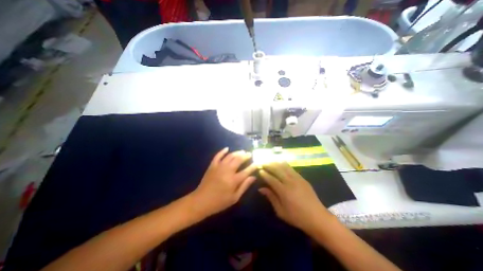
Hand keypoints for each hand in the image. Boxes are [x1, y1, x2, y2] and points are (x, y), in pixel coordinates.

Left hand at [189, 148, 257, 217]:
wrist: (201, 201)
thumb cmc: (219, 202)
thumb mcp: (234, 198)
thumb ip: (244, 186)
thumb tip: (253, 177)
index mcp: (234, 180)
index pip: (246, 171)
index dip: (253, 166)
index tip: (257, 162)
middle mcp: (227, 171)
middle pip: (238, 160)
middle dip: (245, 156)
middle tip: (249, 154)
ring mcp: (219, 166)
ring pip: (230, 156)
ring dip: (237, 152)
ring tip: (242, 151)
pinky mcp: (212, 165)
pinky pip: (218, 156)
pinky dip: (222, 151)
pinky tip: (227, 148)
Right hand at [256, 162, 331, 231]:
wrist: (318, 217)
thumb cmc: (297, 217)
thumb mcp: (281, 211)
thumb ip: (271, 197)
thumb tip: (261, 188)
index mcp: (284, 191)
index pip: (271, 179)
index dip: (264, 174)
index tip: (259, 170)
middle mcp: (290, 182)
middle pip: (277, 170)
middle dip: (269, 165)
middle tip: (263, 163)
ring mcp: (297, 179)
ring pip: (284, 167)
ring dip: (276, 163)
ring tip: (270, 161)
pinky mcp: (302, 178)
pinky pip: (291, 168)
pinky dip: (284, 164)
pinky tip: (280, 163)